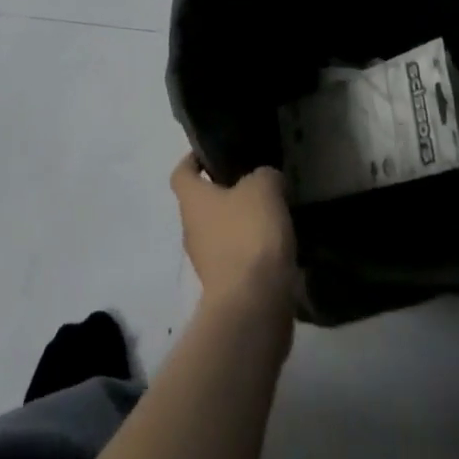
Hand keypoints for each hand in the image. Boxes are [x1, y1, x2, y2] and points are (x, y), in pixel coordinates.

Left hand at [170, 155, 295, 314]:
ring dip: (241, 223)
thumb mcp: (263, 188)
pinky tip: (276, 246)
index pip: (181, 173)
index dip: (193, 160)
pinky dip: (252, 250)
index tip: (214, 154)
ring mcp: (206, 261)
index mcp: (191, 200)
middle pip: (202, 203)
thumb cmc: (249, 235)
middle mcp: (191, 229)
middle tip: (255, 183)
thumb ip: (264, 175)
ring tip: (271, 214)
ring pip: (220, 231)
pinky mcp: (225, 287)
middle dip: (225, 192)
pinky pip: (236, 258)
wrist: (253, 305)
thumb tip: (266, 180)